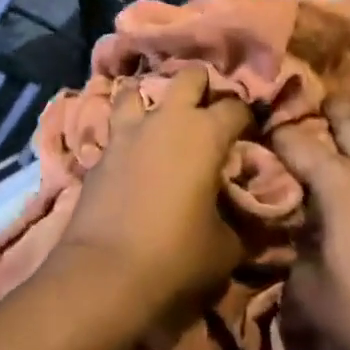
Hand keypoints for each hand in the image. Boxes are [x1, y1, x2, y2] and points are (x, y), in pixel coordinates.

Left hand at [57, 65, 250, 315]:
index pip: (236, 106)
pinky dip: (126, 134)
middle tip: (208, 113)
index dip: (247, 118)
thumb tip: (244, 216)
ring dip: (151, 100)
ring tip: (160, 120)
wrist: (105, 273)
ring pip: (137, 89)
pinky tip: (132, 154)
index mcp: (206, 134)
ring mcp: (128, 131)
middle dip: (202, 86)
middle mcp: (167, 119)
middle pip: (189, 76)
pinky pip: (115, 128)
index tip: (249, 135)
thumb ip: (239, 221)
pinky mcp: (100, 151)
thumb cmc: (177, 256)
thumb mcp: (226, 247)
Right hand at [271, 99, 349, 349]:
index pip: (295, 140)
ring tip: (342, 142)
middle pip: (348, 118)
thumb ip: (298, 240)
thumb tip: (300, 223)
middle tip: (307, 112)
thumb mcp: (308, 283)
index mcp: (340, 182)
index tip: (260, 133)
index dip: (274, 134)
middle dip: (325, 111)